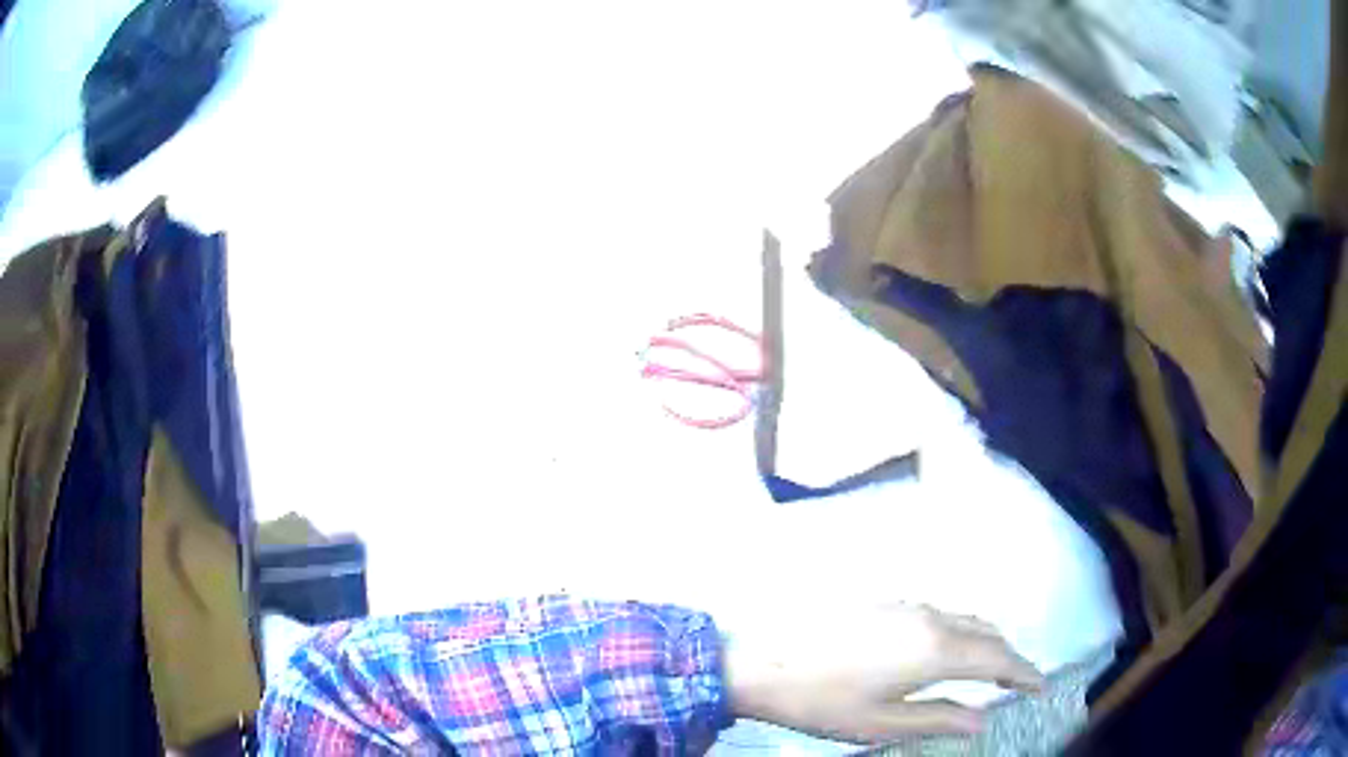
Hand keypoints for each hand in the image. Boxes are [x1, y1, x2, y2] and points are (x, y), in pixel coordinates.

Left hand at [723, 602, 1043, 743]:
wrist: (759, 661)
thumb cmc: (822, 702)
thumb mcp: (881, 723)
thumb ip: (938, 719)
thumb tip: (982, 720)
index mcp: (933, 649)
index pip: (996, 657)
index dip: (1023, 672)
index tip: (1041, 685)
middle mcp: (929, 616)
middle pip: (986, 631)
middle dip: (1008, 655)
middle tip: (1017, 681)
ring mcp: (905, 603)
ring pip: (964, 618)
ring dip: (984, 640)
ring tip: (988, 668)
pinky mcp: (885, 600)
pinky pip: (940, 612)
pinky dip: (959, 631)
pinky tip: (947, 650)